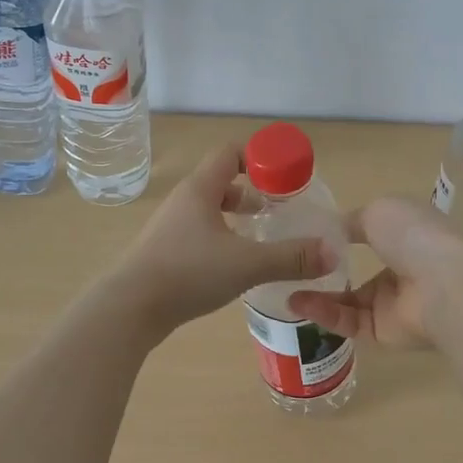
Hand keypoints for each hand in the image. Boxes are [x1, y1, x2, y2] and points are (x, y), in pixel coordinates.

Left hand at [117, 145, 335, 330]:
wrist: (129, 309)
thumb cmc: (188, 273)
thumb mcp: (247, 264)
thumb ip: (292, 257)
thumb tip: (332, 252)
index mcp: (201, 190)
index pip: (230, 153)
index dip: (259, 159)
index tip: (284, 177)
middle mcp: (184, 201)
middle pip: (222, 182)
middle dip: (253, 192)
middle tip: (279, 210)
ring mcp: (171, 227)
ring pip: (210, 210)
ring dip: (237, 218)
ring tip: (261, 237)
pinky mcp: (165, 252)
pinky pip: (200, 233)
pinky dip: (222, 239)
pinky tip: (235, 264)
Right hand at [287, 196, 462, 349]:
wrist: (445, 285)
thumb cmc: (414, 236)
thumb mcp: (378, 211)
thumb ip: (352, 221)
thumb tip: (331, 229)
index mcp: (407, 236)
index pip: (372, 236)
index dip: (342, 237)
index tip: (308, 237)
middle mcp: (402, 271)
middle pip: (358, 274)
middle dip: (326, 272)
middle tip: (292, 268)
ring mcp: (394, 305)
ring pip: (348, 302)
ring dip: (318, 296)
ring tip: (286, 289)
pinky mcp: (384, 333)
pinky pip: (348, 323)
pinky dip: (324, 313)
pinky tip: (298, 304)